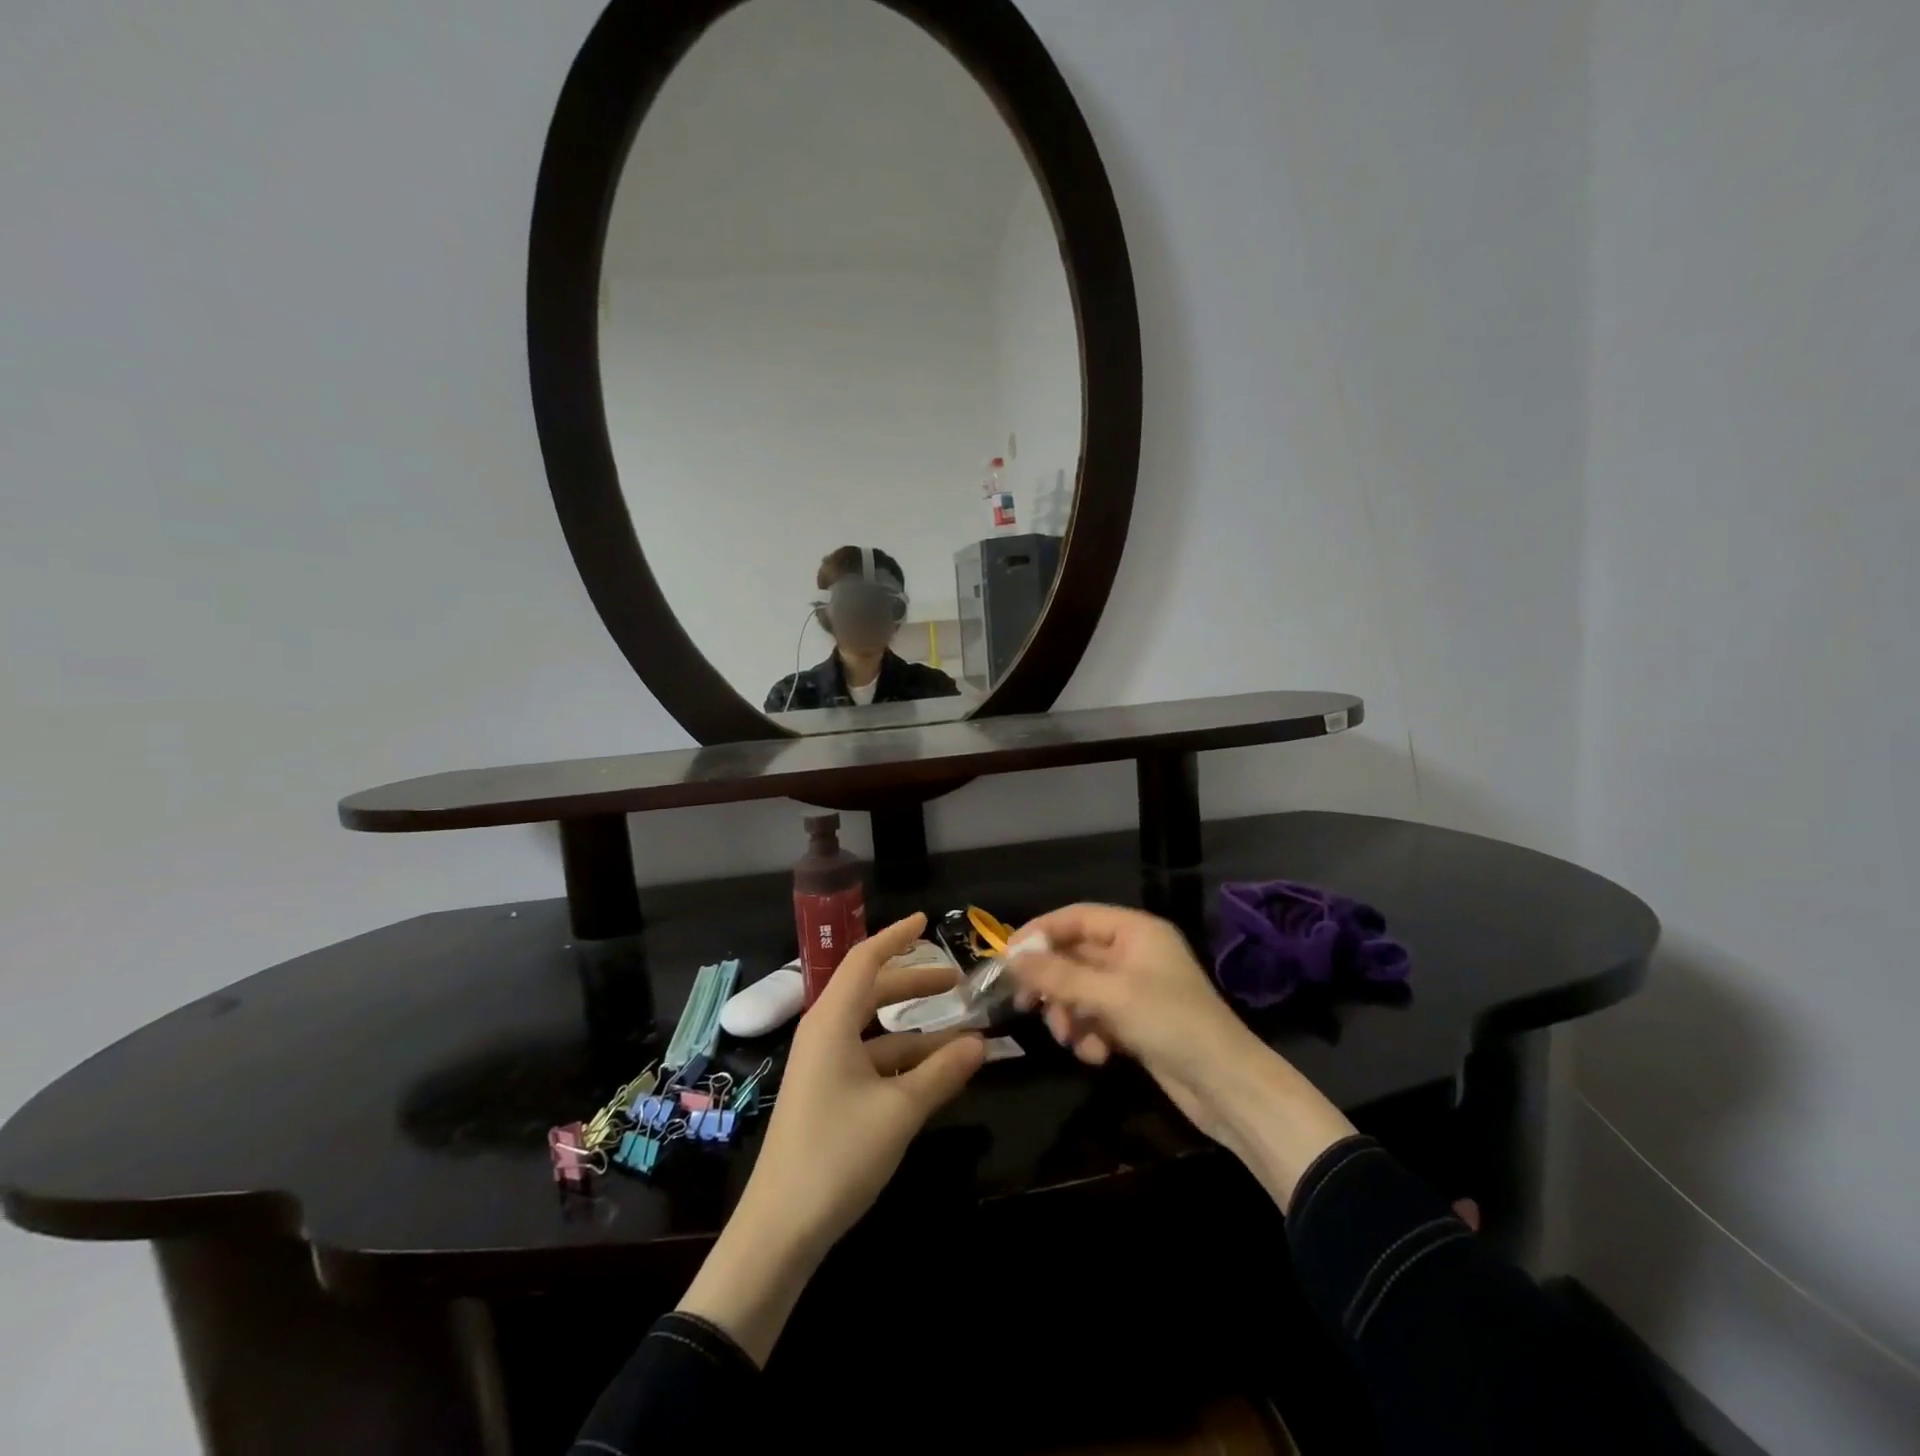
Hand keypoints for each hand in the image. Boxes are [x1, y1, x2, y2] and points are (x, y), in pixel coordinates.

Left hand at [750, 912, 987, 1249]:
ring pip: (875, 1031)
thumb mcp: (900, 1111)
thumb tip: (982, 1042)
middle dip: (914, 983)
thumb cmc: (837, 1154)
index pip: (864, 960)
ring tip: (962, 1037)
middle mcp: (824, 1034)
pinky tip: (935, 1075)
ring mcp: (824, 1066)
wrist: (779, 1229)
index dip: (895, 937)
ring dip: (916, 1030)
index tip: (926, 921)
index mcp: (831, 1022)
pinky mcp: (827, 1095)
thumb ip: (943, 1072)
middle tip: (956, 982)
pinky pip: (870, 1061)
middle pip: (872, 992)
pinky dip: (903, 1061)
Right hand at [1008, 904, 1354, 1206]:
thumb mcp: (1109, 995)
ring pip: (1081, 990)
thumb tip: (1011, 958)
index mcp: (1135, 931)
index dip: (1040, 932)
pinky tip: (1096, 1055)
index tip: (1007, 956)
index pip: (1076, 917)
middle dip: (1053, 983)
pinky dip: (1090, 1034)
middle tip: (1026, 1003)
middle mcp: (1134, 953)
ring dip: (1070, 1014)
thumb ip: (1058, 975)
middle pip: (1075, 956)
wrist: (1227, 1086)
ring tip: (1069, 1038)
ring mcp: (1135, 989)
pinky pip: (1097, 1017)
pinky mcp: (1136, 1023)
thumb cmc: (1170, 1023)